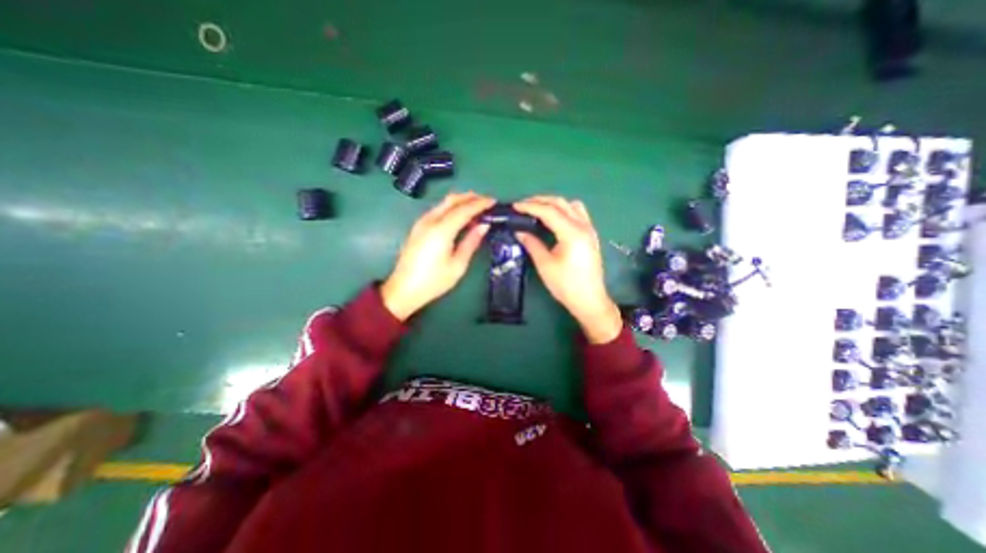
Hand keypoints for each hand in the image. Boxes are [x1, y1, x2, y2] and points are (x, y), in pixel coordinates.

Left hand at [380, 191, 495, 320]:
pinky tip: (459, 217)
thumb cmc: (433, 281)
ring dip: (460, 201)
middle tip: (486, 201)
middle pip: (452, 200)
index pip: (464, 209)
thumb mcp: (457, 265)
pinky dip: (451, 208)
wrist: (403, 290)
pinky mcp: (418, 228)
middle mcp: (430, 221)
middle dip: (470, 197)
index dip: (480, 203)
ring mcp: (421, 223)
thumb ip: (471, 242)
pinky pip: (437, 210)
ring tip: (476, 207)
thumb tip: (483, 226)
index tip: (493, 201)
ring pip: (443, 203)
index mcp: (441, 230)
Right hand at [513, 193, 617, 339]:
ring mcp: (589, 229)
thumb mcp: (545, 265)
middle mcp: (583, 226)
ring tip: (537, 209)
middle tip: (522, 205)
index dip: (530, 206)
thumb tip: (519, 231)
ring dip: (553, 203)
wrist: (589, 300)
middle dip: (540, 201)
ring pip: (570, 205)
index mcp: (572, 233)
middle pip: (560, 203)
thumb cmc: (566, 285)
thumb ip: (532, 244)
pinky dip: (564, 209)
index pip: (549, 211)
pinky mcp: (590, 235)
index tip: (515, 206)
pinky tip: (555, 218)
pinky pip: (578, 213)